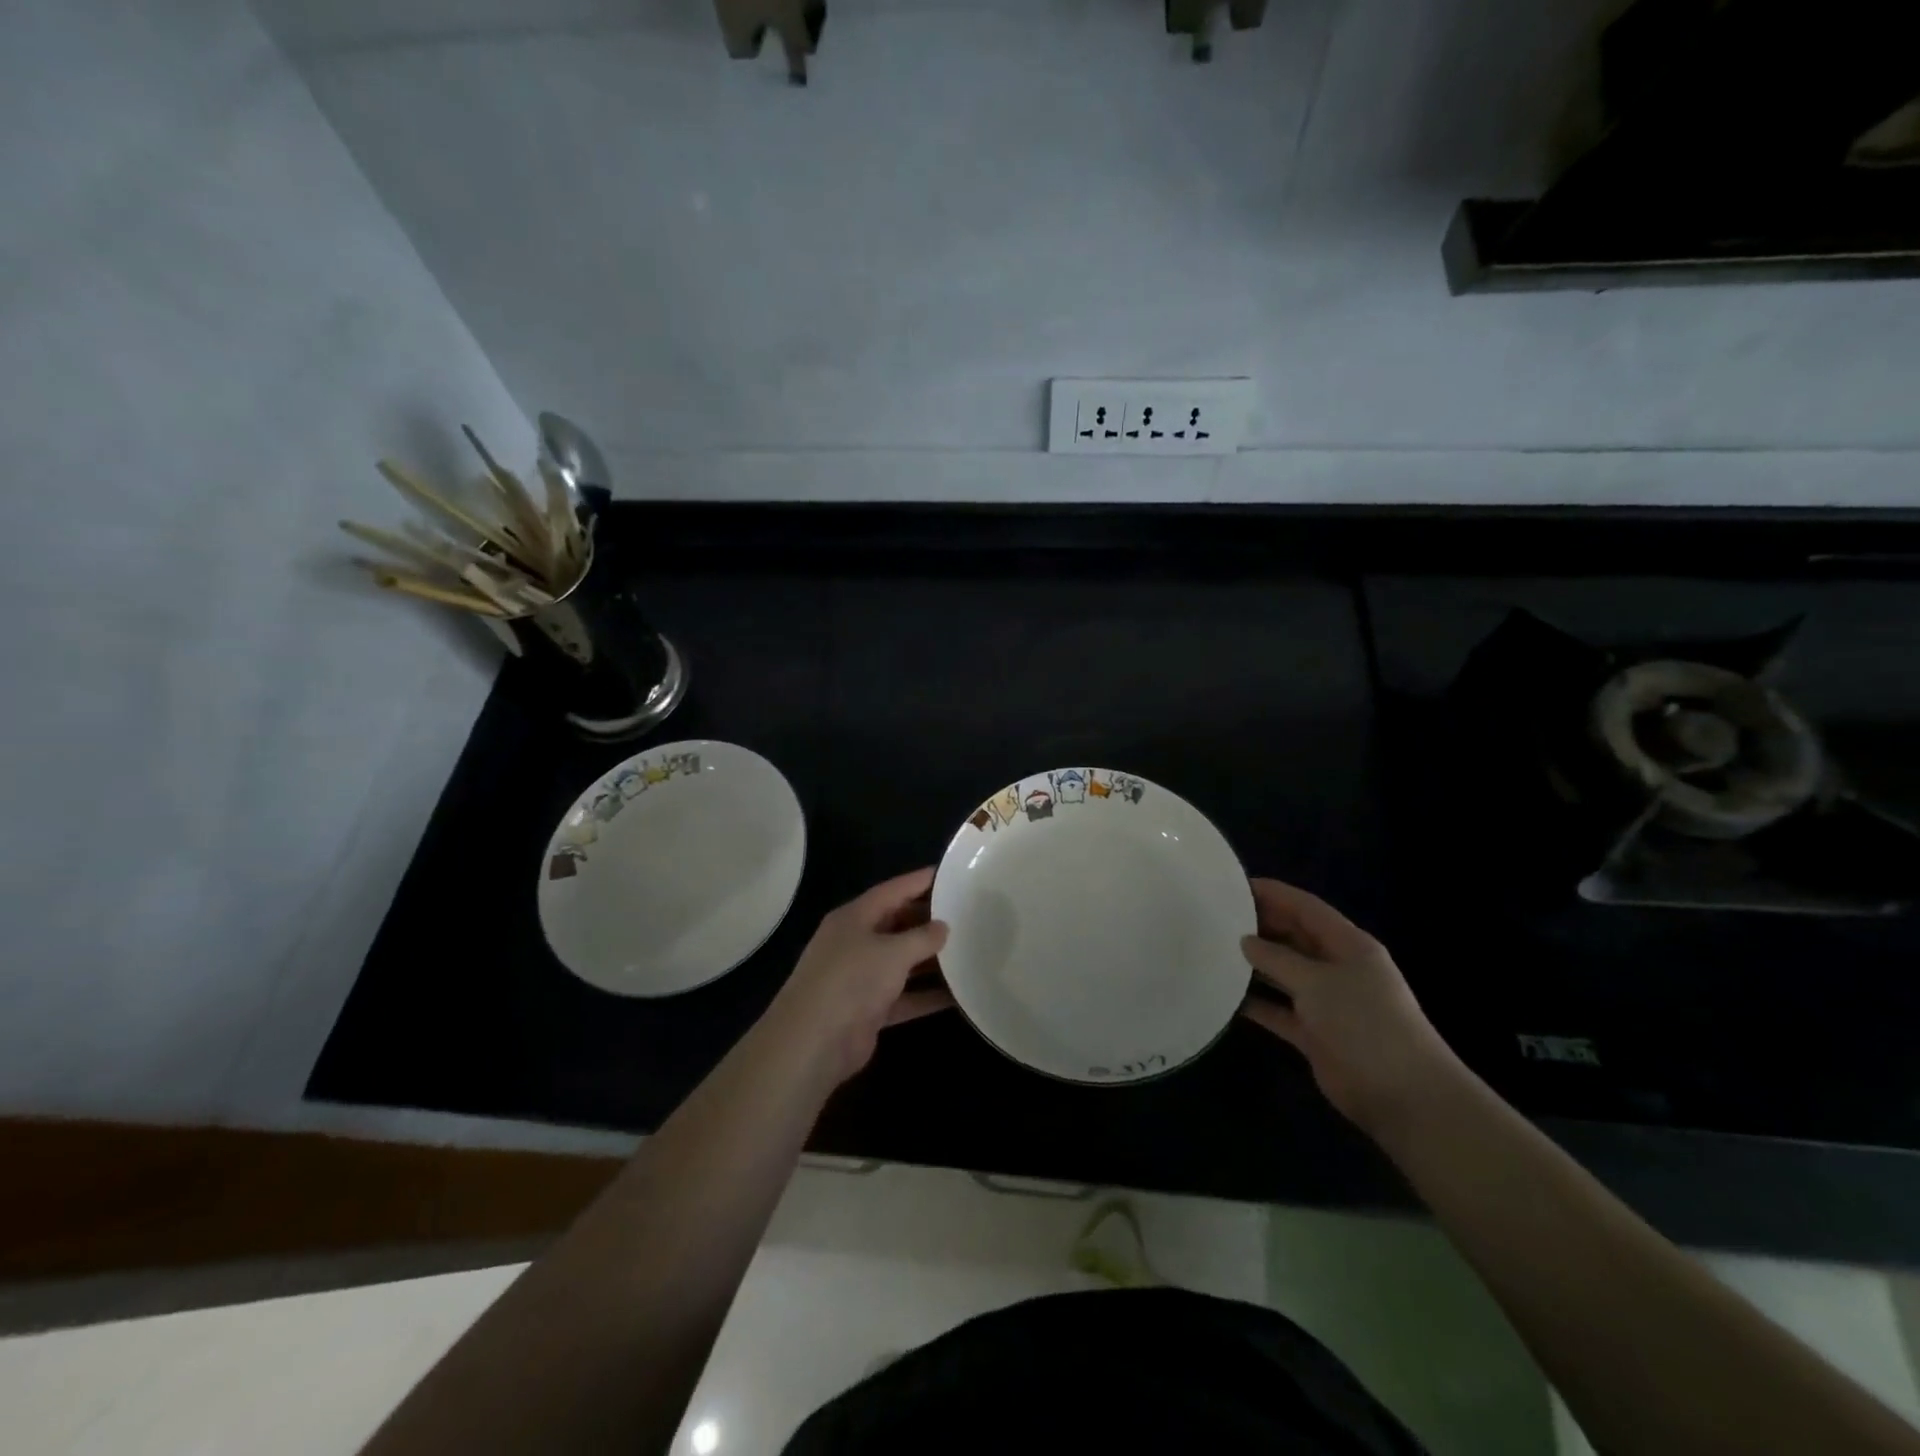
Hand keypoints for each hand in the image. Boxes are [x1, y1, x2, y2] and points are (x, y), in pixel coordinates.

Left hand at [764, 868, 952, 1086]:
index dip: (919, 881)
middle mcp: (855, 943)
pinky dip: (926, 996)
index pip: (892, 891)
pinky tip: (958, 996)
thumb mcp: (892, 952)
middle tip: (965, 915)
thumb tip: (942, 927)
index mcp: (854, 918)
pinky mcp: (868, 1010)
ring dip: (930, 960)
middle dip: (928, 921)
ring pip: (901, 962)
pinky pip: (904, 997)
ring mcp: (860, 978)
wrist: (813, 1043)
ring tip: (968, 951)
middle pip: (897, 924)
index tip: (950, 874)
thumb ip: (922, 937)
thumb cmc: (852, 981)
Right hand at [1238, 877, 1465, 1136]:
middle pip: (1294, 938)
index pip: (1306, 908)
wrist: (1403, 1096)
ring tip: (1214, 951)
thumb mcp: (1317, 982)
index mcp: (1348, 946)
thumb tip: (1246, 941)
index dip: (1273, 893)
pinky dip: (1257, 1003)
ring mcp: (1327, 1002)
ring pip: (1284, 973)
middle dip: (1259, 926)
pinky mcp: (1315, 1033)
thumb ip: (1278, 958)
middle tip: (1216, 918)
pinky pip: (1279, 1010)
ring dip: (1254, 964)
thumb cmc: (1364, 1024)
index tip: (1233, 886)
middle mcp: (1338, 968)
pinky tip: (1226, 996)